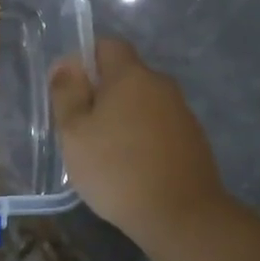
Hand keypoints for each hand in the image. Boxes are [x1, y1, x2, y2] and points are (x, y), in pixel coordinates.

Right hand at [50, 39, 227, 241]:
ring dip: (122, 118)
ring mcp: (181, 112)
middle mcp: (161, 85)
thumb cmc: (116, 169)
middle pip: (125, 75)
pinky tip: (130, 168)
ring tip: (104, 153)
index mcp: (131, 75)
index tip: (68, 90)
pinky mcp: (193, 139)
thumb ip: (67, 93)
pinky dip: (141, 138)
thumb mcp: (74, 133)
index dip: (84, 59)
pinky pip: (158, 126)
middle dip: (101, 93)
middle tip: (79, 129)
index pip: (107, 45)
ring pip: (142, 103)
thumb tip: (66, 63)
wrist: (181, 215)